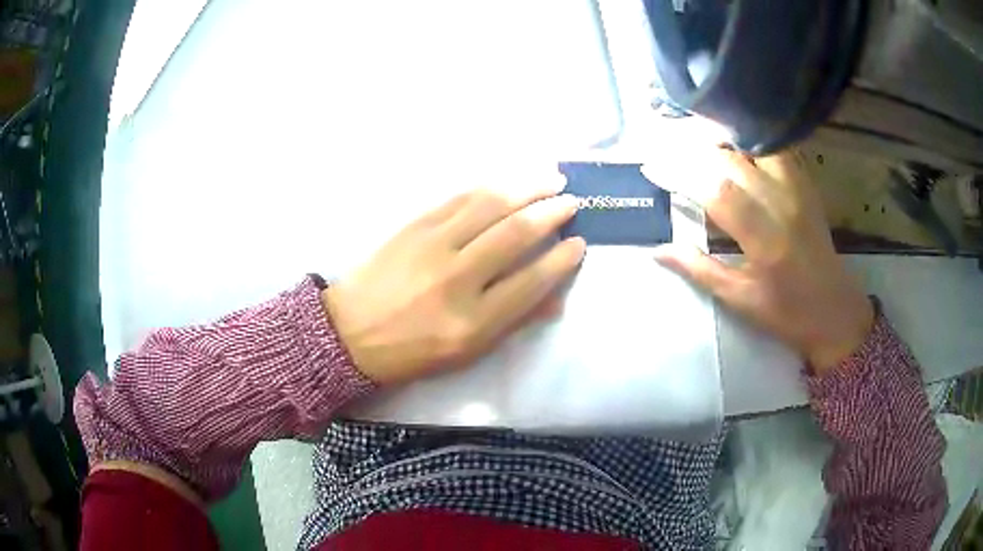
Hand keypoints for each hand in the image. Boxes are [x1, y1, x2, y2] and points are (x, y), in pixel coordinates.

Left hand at [322, 188, 584, 384]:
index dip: (562, 259)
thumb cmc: (412, 351)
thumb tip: (556, 297)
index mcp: (473, 322)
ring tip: (550, 177)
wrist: (350, 331)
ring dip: (526, 186)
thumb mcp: (467, 352)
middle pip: (516, 234)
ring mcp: (433, 246)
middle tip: (571, 200)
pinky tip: (508, 180)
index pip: (532, 281)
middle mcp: (457, 279)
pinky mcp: (414, 226)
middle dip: (551, 212)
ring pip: (490, 205)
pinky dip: (489, 186)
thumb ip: (513, 322)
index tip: (579, 242)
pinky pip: (459, 198)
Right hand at [643, 146, 873, 372]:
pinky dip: (750, 143)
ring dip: (722, 142)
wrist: (835, 311)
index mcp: (765, 239)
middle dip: (693, 153)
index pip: (715, 190)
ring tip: (698, 146)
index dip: (678, 174)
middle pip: (731, 160)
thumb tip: (658, 250)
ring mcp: (797, 190)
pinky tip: (735, 149)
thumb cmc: (786, 313)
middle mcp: (782, 204)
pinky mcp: (806, 185)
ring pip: (753, 146)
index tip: (652, 169)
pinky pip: (775, 150)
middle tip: (667, 154)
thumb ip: (699, 269)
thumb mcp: (739, 299)